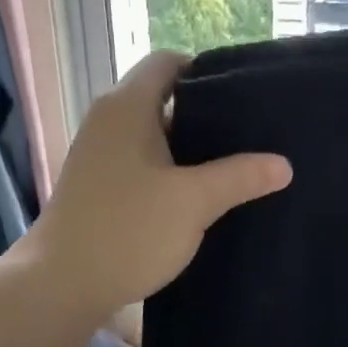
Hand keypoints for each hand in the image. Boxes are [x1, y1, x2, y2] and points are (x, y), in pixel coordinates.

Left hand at [25, 51, 292, 313]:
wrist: (64, 283)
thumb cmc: (129, 231)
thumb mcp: (194, 203)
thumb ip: (240, 177)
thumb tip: (283, 164)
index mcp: (128, 106)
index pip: (168, 63)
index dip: (206, 73)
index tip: (242, 99)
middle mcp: (107, 121)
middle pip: (162, 102)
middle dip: (204, 119)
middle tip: (247, 140)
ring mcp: (97, 157)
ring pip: (151, 140)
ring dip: (186, 153)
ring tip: (230, 172)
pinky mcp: (94, 189)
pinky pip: (138, 168)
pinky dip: (165, 176)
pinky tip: (193, 203)